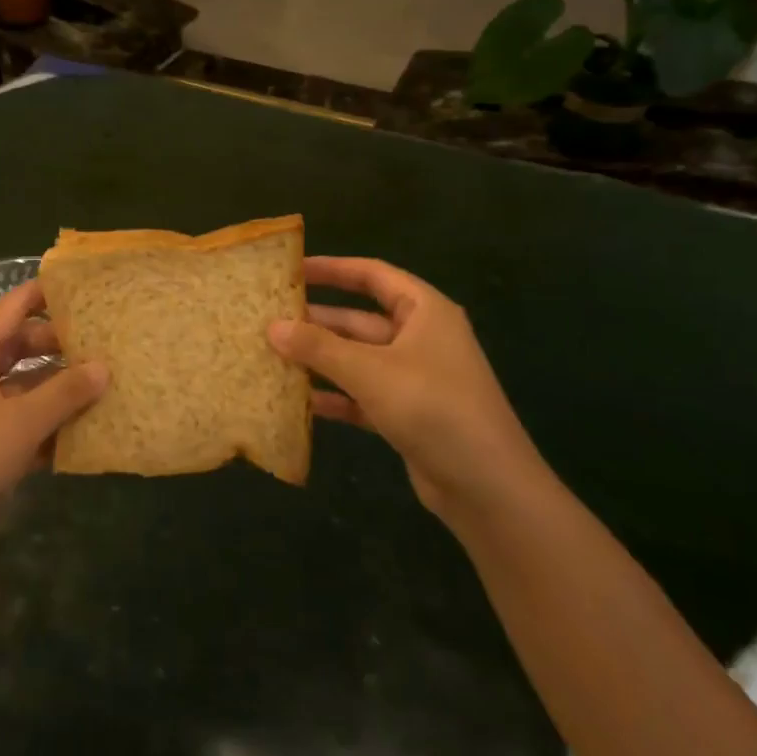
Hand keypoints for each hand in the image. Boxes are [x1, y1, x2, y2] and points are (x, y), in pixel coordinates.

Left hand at [0, 280, 105, 563]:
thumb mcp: (21, 422)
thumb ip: (65, 392)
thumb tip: (104, 366)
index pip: (15, 306)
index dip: (49, 293)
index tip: (91, 289)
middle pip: (24, 345)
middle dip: (64, 346)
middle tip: (111, 344)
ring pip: (27, 385)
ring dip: (61, 389)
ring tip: (109, 386)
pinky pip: (24, 420)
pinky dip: (50, 424)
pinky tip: (87, 431)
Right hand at [269, 257, 546, 522]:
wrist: (488, 487)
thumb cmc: (433, 408)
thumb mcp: (370, 371)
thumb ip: (319, 347)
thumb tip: (272, 327)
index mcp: (424, 312)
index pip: (373, 276)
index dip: (332, 269)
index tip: (291, 269)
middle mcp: (420, 338)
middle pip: (360, 319)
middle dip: (317, 320)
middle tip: (269, 318)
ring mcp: (414, 378)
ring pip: (358, 359)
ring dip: (320, 359)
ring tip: (272, 355)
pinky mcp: (407, 414)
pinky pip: (363, 395)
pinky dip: (335, 396)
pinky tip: (299, 400)